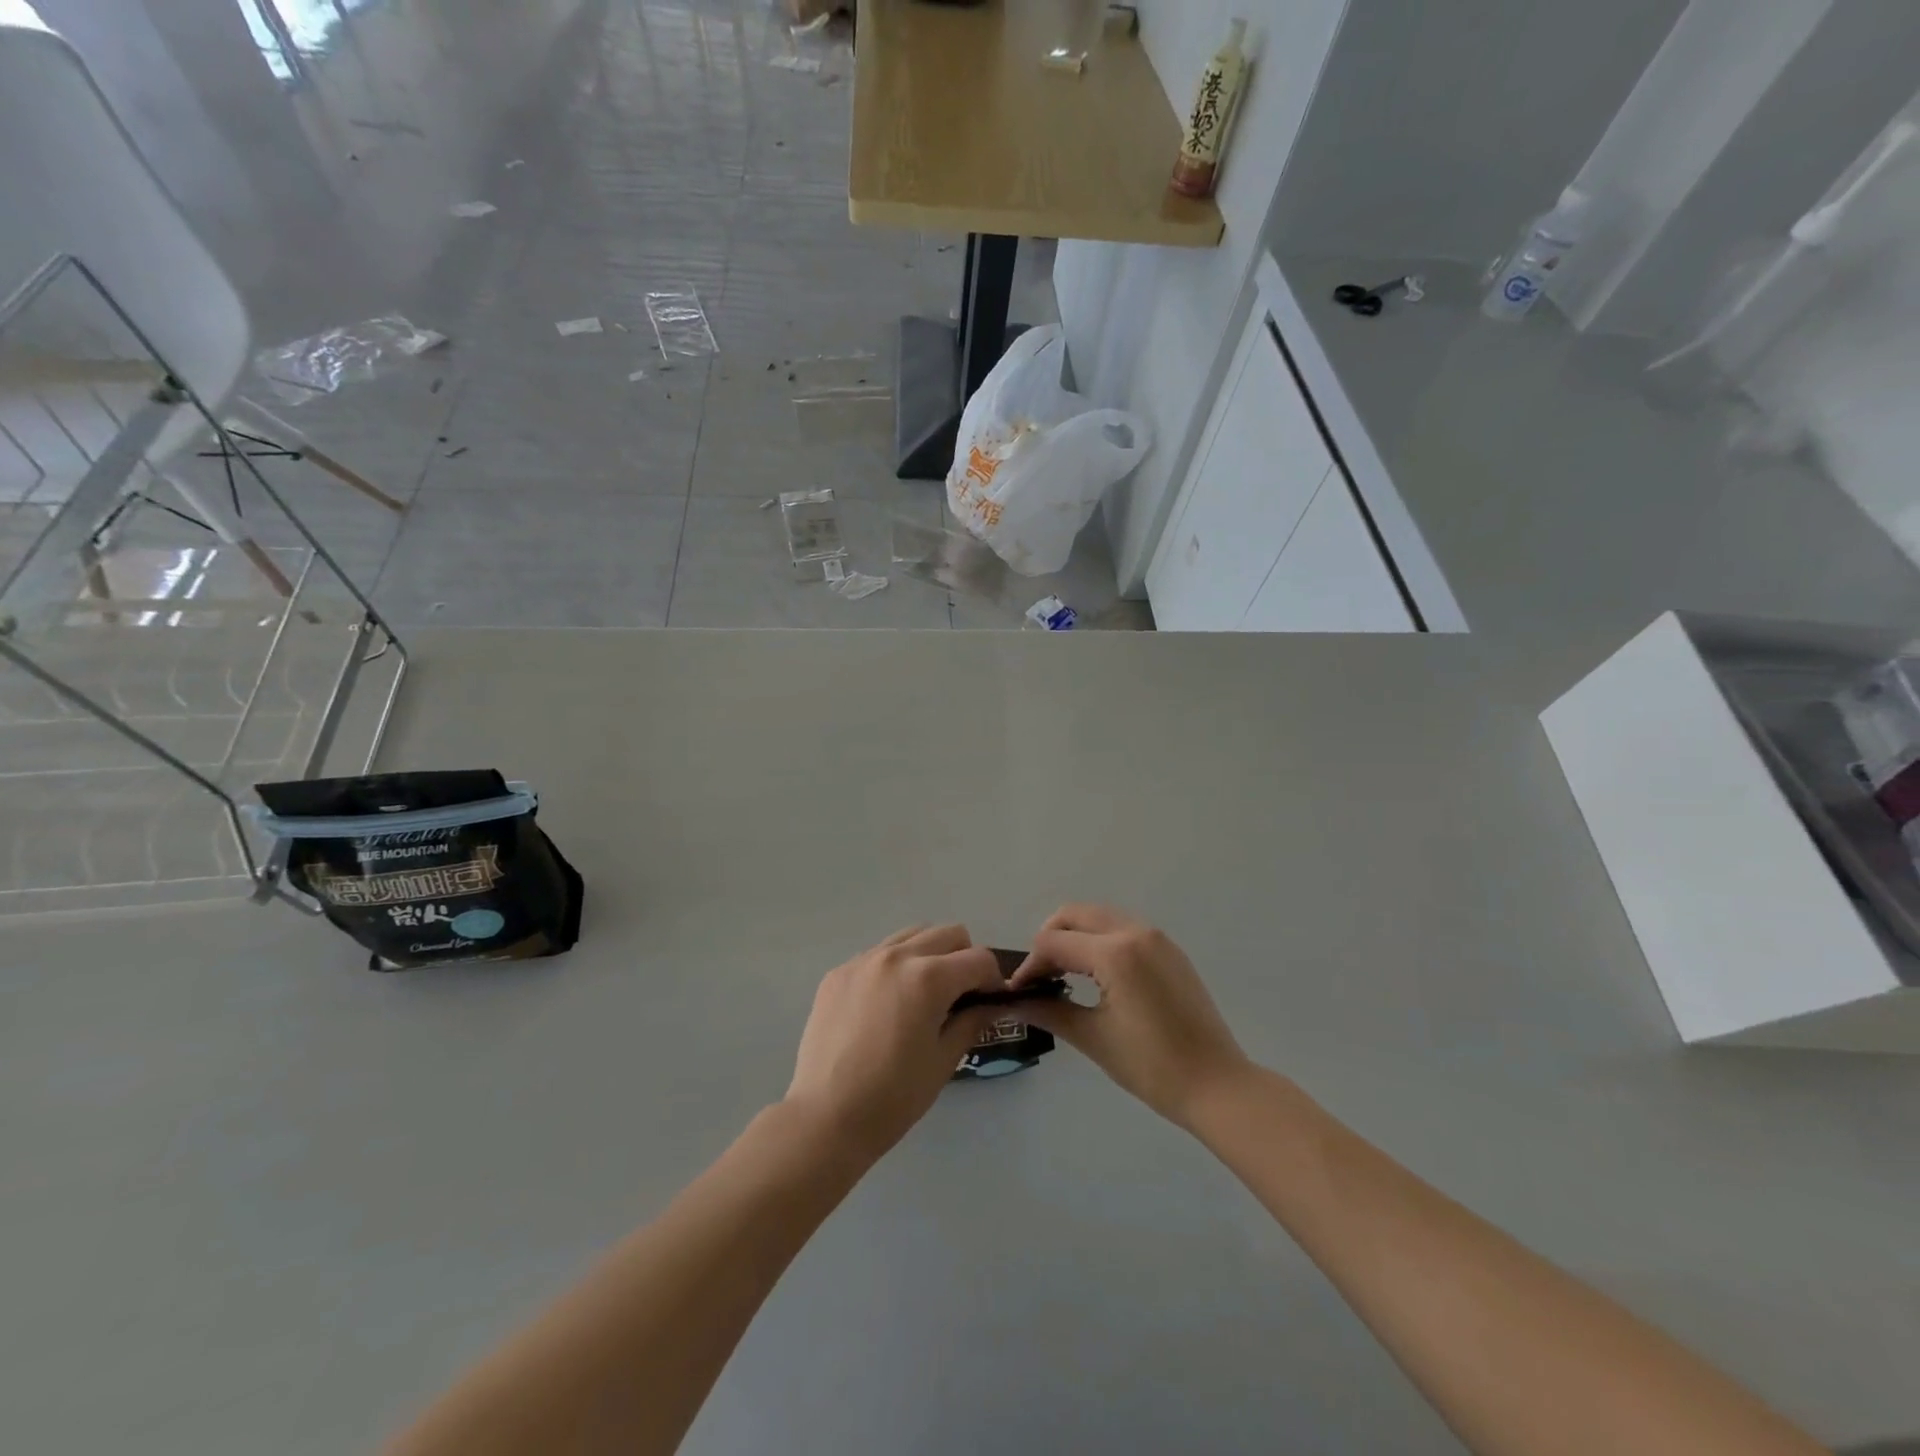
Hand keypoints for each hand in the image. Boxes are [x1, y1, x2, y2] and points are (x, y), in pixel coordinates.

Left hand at [785, 924, 1007, 1159]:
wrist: (825, 1118)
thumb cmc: (893, 1097)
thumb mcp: (944, 1061)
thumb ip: (971, 1021)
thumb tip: (991, 1004)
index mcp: (928, 977)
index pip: (979, 958)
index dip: (993, 980)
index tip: (990, 1002)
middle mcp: (896, 956)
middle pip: (948, 934)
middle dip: (963, 959)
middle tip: (960, 996)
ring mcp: (863, 960)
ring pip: (911, 936)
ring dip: (929, 955)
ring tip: (923, 995)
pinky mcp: (838, 972)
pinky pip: (878, 954)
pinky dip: (894, 967)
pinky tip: (886, 1006)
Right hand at [1012, 905, 1250, 1129]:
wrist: (1218, 1085)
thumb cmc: (1153, 1066)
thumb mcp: (1095, 1038)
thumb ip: (1050, 1011)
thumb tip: (1013, 1002)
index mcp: (1115, 952)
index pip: (1054, 942)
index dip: (1030, 965)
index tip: (1018, 992)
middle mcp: (1135, 931)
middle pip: (1075, 914)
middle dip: (1050, 939)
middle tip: (1039, 976)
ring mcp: (1157, 938)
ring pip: (1100, 917)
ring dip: (1075, 936)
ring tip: (1063, 974)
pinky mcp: (1169, 950)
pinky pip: (1123, 928)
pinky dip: (1100, 940)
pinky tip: (1096, 975)